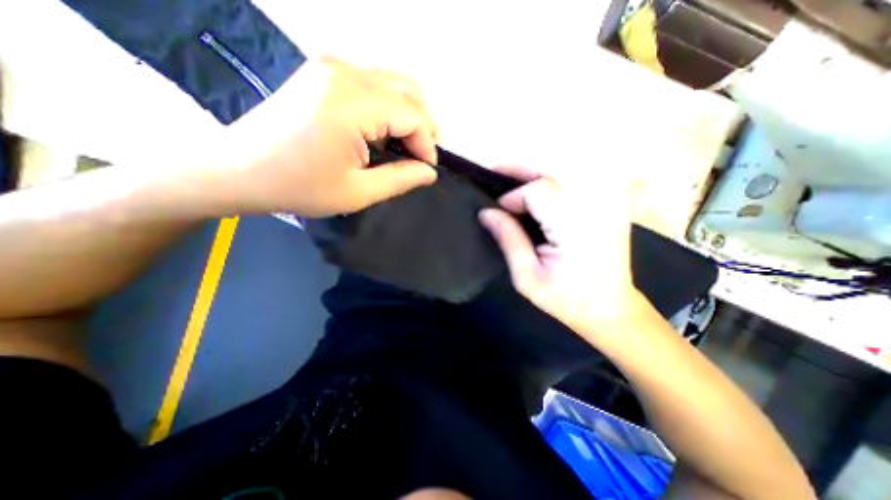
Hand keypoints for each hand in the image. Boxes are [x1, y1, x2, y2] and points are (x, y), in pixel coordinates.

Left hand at [214, 57, 438, 216]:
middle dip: (424, 126)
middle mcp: (345, 72)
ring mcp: (332, 67)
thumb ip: (401, 179)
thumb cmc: (299, 186)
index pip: (413, 115)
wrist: (239, 169)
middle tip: (423, 156)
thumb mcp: (358, 192)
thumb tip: (429, 172)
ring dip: (409, 115)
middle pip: (409, 91)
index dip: (428, 145)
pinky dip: (390, 108)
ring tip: (409, 146)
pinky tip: (385, 133)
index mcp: (352, 102)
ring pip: (394, 84)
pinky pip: (374, 84)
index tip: (427, 170)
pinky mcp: (325, 73)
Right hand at [481, 166, 648, 337]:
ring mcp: (604, 206)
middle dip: (521, 175)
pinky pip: (572, 188)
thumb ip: (509, 240)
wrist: (610, 309)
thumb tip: (486, 212)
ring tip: (510, 180)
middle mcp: (593, 209)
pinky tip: (534, 194)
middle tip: (496, 173)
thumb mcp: (527, 277)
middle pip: (551, 178)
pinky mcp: (606, 208)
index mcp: (574, 228)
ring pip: (562, 178)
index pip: (540, 191)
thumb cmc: (565, 299)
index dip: (514, 197)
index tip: (497, 212)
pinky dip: (548, 187)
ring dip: (533, 178)